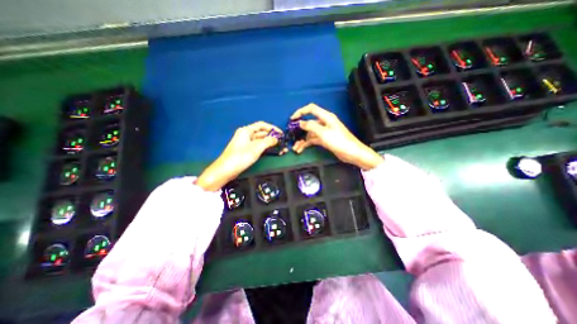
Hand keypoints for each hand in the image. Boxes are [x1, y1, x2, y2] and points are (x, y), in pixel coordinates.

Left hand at [196, 123, 281, 190]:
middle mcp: (246, 135)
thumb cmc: (241, 157)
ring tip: (279, 148)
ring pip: (260, 140)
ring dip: (269, 143)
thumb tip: (276, 139)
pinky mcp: (246, 150)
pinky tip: (271, 151)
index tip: (281, 134)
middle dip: (272, 137)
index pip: (262, 125)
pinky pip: (257, 146)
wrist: (226, 170)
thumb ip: (268, 141)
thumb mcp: (256, 148)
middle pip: (261, 133)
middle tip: (282, 142)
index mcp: (246, 130)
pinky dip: (265, 148)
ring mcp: (245, 143)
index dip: (272, 128)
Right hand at [293, 103, 382, 170]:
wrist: (351, 153)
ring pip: (310, 133)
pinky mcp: (324, 140)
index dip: (301, 112)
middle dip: (300, 130)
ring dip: (302, 140)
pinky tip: (301, 149)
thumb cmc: (338, 141)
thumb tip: (300, 123)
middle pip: (309, 123)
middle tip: (292, 136)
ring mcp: (324, 132)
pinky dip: (307, 144)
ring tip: (296, 148)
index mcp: (326, 117)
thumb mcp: (323, 133)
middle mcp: (324, 123)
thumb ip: (311, 126)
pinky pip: (313, 140)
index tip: (292, 119)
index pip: (311, 109)